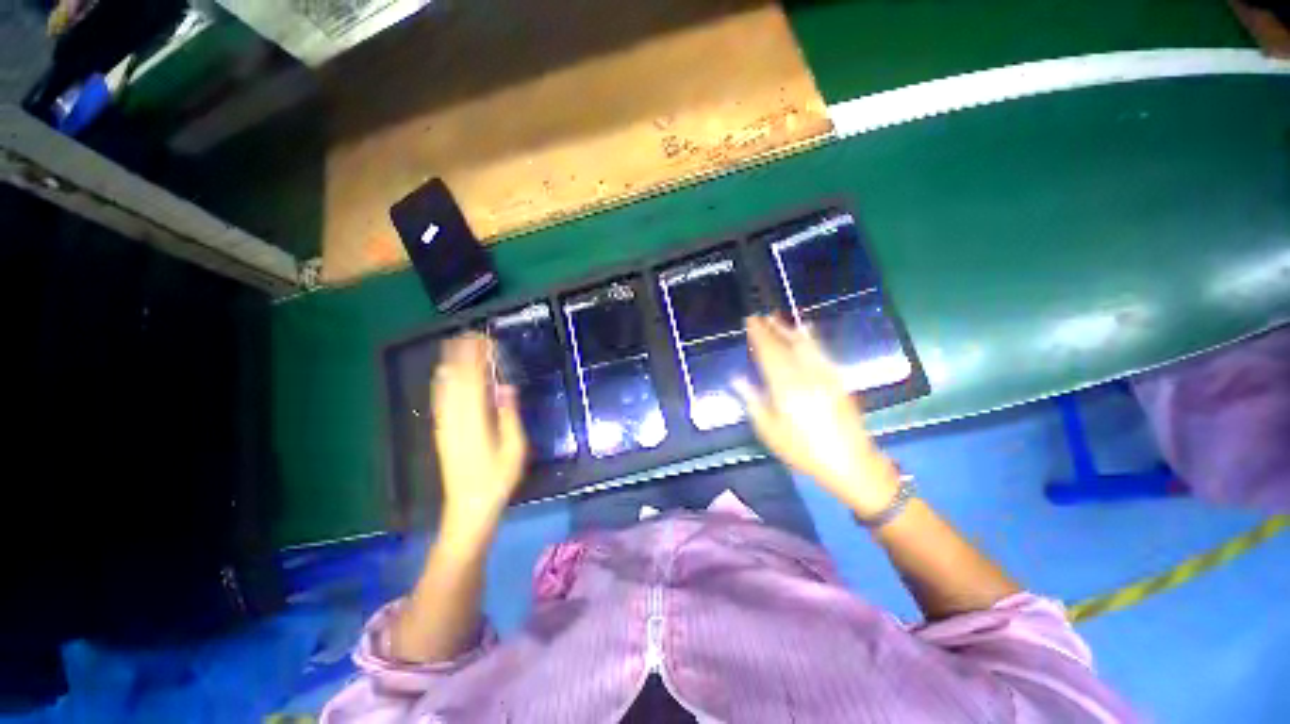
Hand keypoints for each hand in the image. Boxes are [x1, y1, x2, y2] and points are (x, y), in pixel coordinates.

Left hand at [431, 333, 527, 541]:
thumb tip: (505, 387)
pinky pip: (439, 400)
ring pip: (445, 388)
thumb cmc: (498, 479)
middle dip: (463, 355)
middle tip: (470, 334)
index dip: (477, 359)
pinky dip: (442, 382)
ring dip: (451, 364)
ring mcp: (445, 425)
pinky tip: (444, 373)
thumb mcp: (514, 449)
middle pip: (457, 380)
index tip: (483, 340)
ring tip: (455, 344)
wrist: (468, 506)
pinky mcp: (441, 432)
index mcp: (475, 421)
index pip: (474, 381)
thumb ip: (509, 416)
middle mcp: (455, 419)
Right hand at [735, 315, 899, 517]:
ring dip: (789, 329)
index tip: (750, 321)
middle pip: (785, 345)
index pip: (768, 353)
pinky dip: (810, 339)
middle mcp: (805, 375)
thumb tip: (736, 378)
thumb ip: (752, 400)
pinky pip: (821, 352)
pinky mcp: (837, 379)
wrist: (850, 462)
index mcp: (785, 387)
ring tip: (777, 318)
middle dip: (771, 329)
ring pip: (804, 345)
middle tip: (759, 316)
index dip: (758, 335)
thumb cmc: (803, 451)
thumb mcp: (770, 431)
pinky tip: (805, 332)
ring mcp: (824, 375)